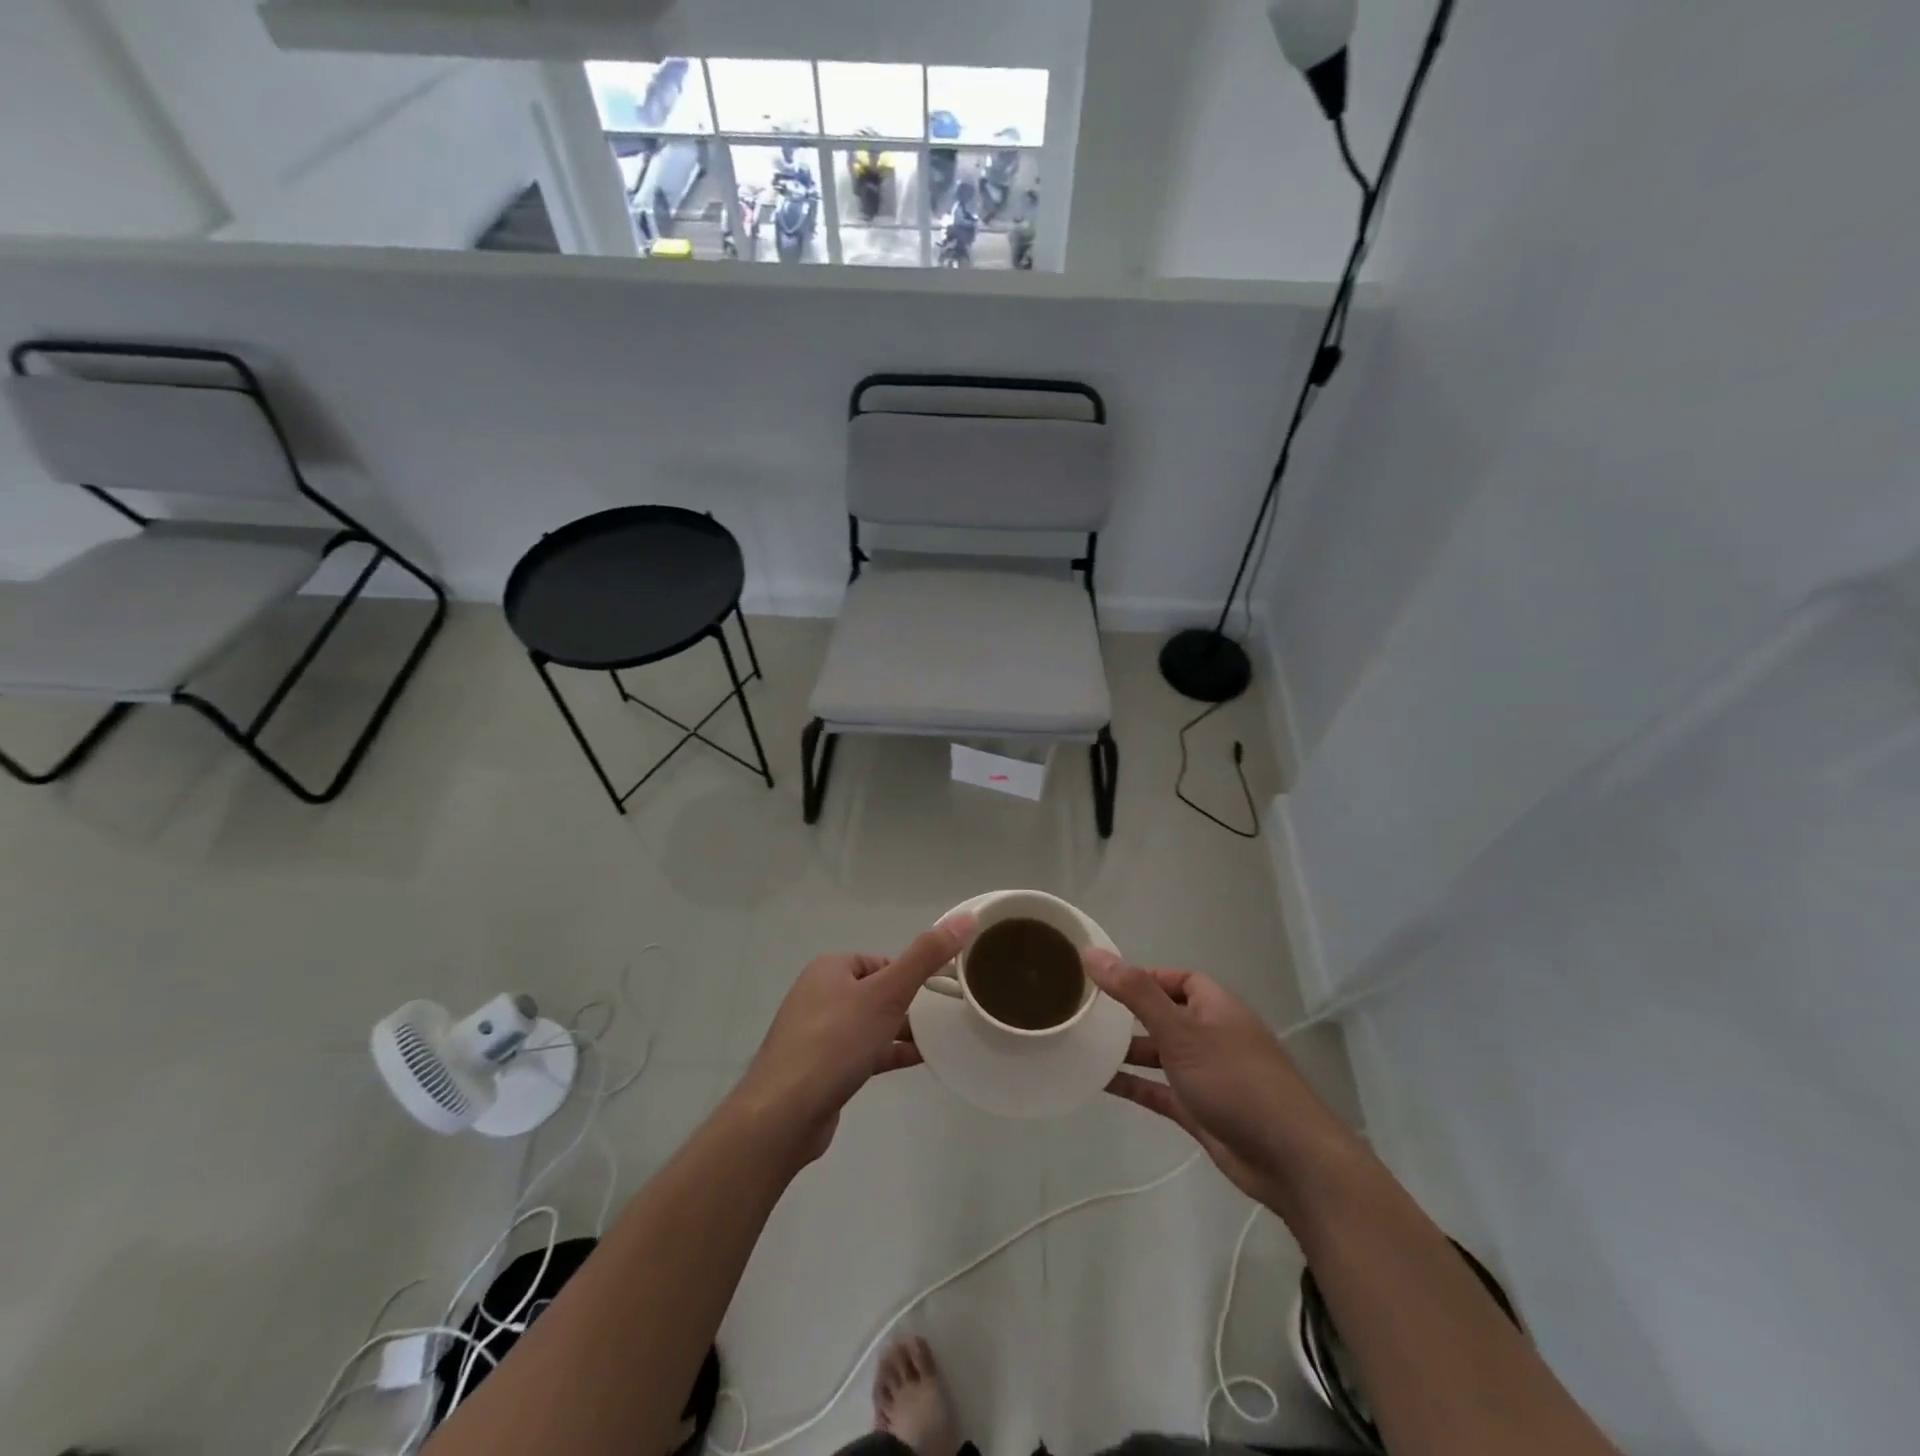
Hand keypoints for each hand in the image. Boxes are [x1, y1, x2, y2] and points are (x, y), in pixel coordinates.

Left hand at [731, 915, 975, 1166]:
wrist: (784, 1114)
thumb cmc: (836, 1042)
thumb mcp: (887, 993)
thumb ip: (926, 956)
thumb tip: (965, 917)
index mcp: (831, 968)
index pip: (881, 961)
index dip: (911, 975)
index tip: (939, 993)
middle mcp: (820, 995)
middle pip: (877, 992)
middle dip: (908, 1005)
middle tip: (942, 1020)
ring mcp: (817, 1034)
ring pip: (870, 1024)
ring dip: (901, 1031)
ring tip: (939, 1041)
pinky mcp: (821, 1069)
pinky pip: (862, 1052)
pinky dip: (888, 1054)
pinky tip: (917, 1063)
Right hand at [1085, 952, 1353, 1209]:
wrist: (1289, 1159)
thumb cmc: (1235, 1080)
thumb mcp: (1180, 1030)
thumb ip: (1135, 993)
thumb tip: (1092, 953)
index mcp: (1215, 1007)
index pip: (1178, 979)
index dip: (1145, 977)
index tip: (1106, 982)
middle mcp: (1211, 1036)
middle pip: (1166, 1015)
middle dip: (1130, 1014)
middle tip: (1087, 1012)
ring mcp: (1207, 1075)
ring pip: (1161, 1055)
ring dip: (1128, 1051)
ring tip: (1084, 1045)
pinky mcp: (1200, 1111)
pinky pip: (1159, 1090)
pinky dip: (1134, 1085)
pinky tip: (1100, 1083)